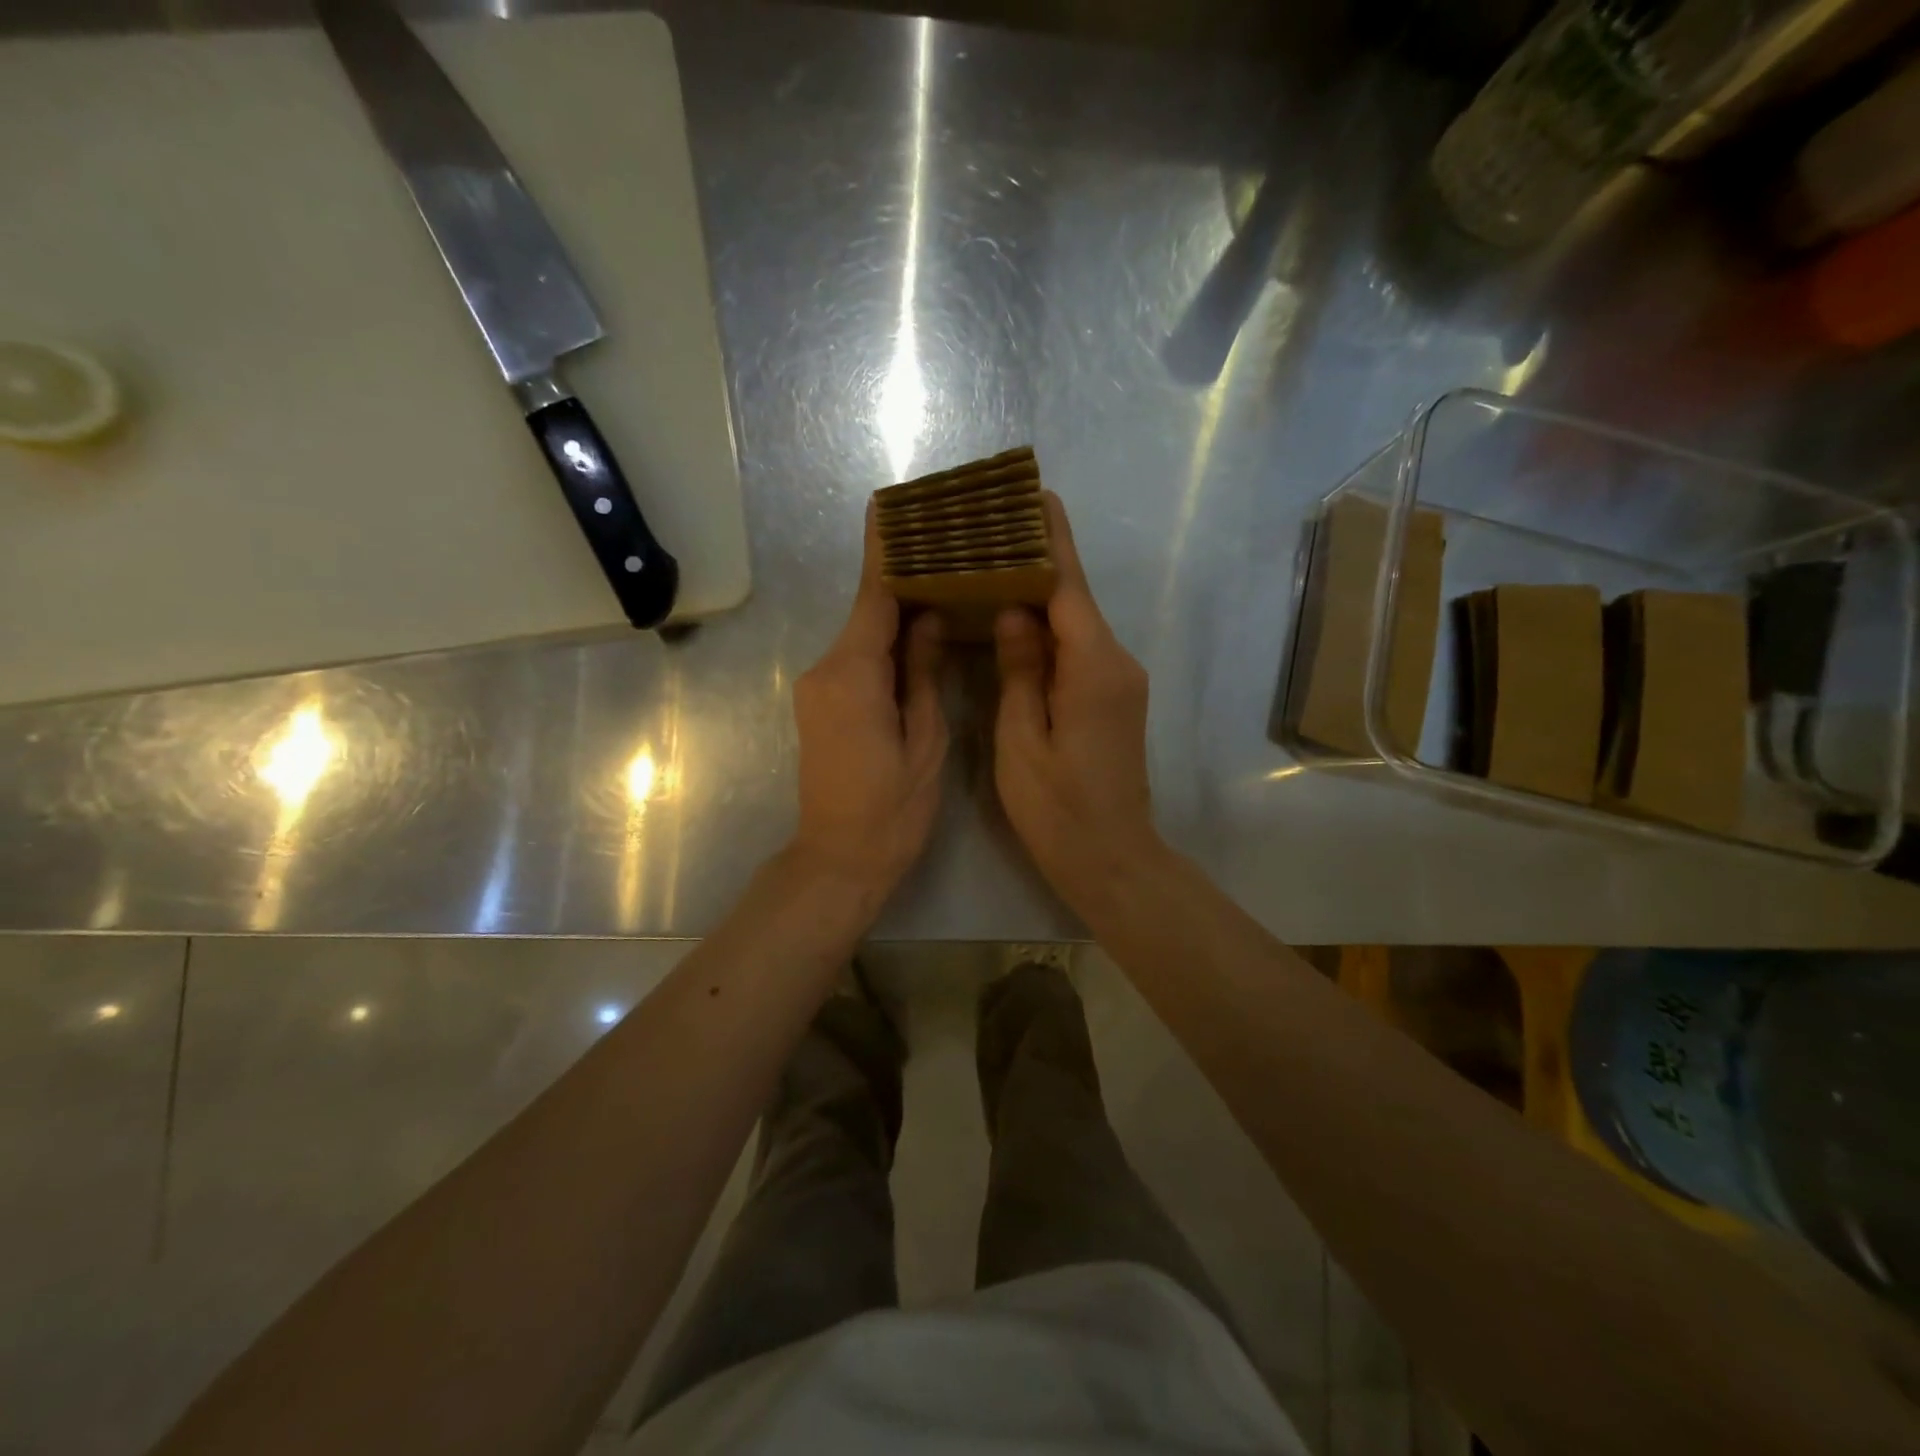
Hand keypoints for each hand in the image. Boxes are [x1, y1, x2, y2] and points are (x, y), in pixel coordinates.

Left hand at [790, 500, 947, 898]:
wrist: (838, 860)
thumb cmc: (891, 809)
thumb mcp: (925, 741)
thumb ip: (923, 674)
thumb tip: (928, 618)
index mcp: (853, 675)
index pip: (873, 597)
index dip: (885, 552)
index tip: (890, 507)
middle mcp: (825, 670)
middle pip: (868, 614)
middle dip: (903, 583)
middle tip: (946, 552)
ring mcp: (817, 689)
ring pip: (863, 639)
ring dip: (897, 617)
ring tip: (943, 591)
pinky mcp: (819, 706)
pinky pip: (856, 662)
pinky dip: (885, 647)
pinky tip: (918, 641)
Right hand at [993, 493, 1165, 912]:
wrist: (1112, 858)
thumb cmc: (1058, 808)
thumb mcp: (1022, 740)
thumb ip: (1019, 670)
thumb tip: (1014, 612)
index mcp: (1093, 667)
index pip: (1069, 586)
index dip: (1050, 539)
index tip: (1034, 494)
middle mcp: (1116, 663)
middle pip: (1076, 598)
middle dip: (1041, 559)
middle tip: (995, 528)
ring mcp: (1120, 681)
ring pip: (1077, 623)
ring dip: (1043, 595)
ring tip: (996, 565)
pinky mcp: (1114, 699)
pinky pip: (1080, 649)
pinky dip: (1050, 628)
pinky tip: (1017, 621)